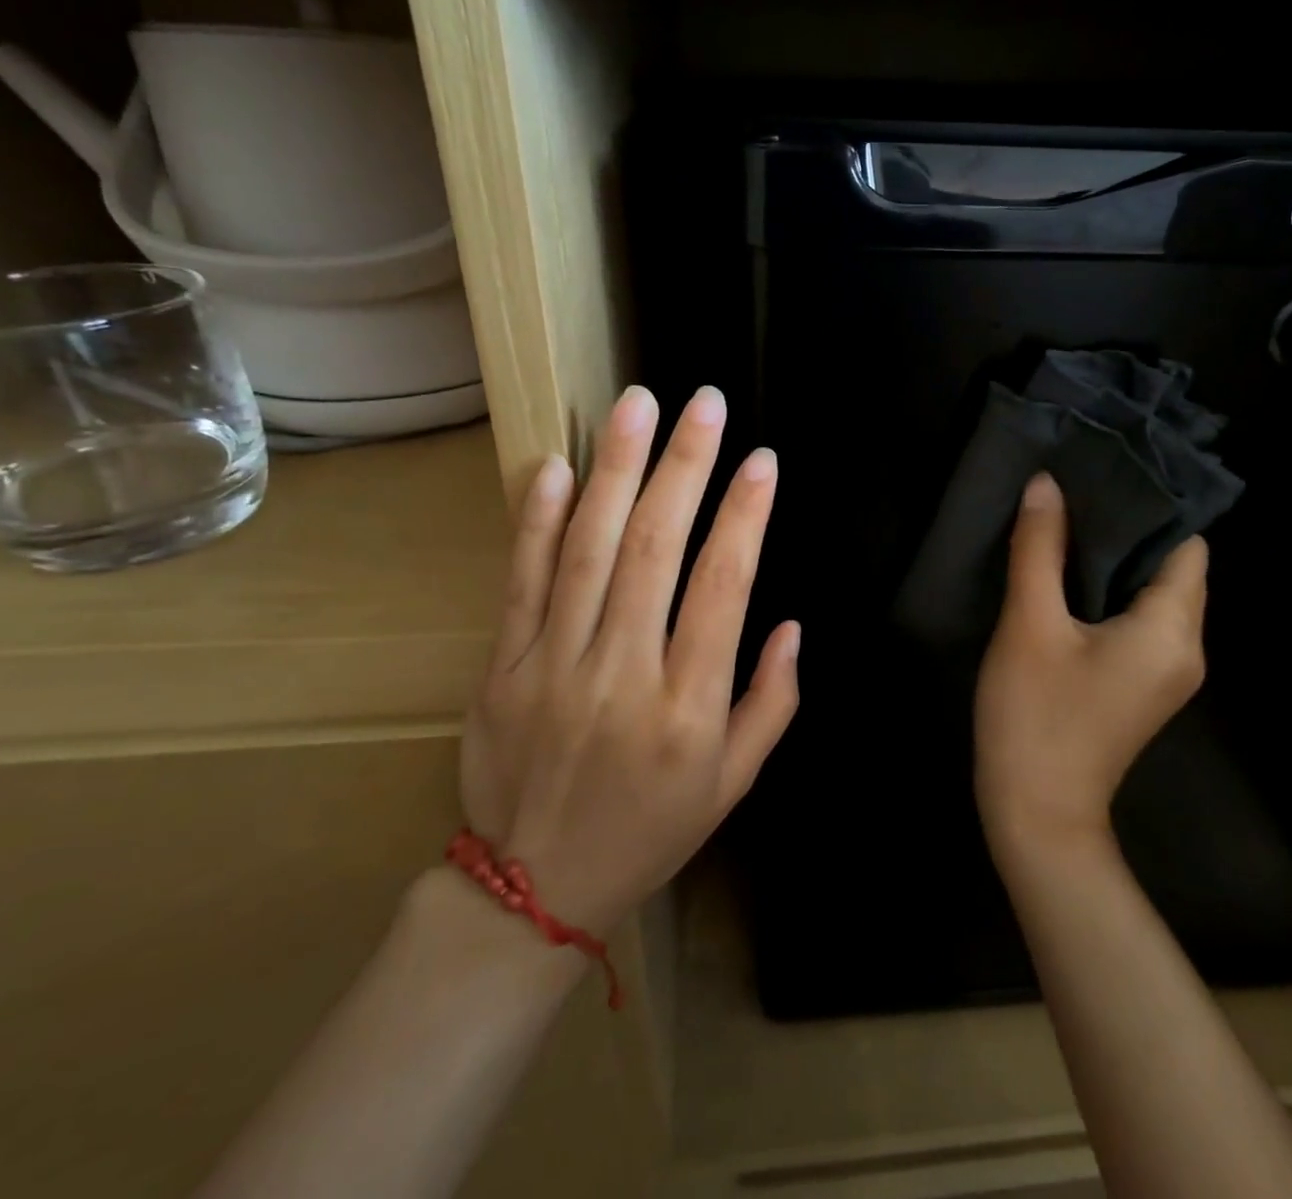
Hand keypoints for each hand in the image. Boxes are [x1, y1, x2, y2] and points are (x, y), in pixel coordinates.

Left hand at [460, 384, 800, 933]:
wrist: (535, 889)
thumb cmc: (652, 829)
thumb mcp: (734, 783)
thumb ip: (772, 702)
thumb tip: (791, 625)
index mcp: (689, 708)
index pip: (723, 589)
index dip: (744, 516)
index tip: (761, 460)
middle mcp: (622, 676)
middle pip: (654, 550)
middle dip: (685, 467)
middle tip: (704, 403)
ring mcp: (553, 667)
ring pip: (586, 550)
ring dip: (616, 470)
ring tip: (636, 406)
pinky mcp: (500, 668)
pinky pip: (520, 582)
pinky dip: (536, 519)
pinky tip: (554, 465)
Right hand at [975, 472, 1208, 850]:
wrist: (1035, 814)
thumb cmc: (1034, 716)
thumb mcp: (1030, 625)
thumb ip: (1039, 549)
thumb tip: (1046, 485)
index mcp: (1172, 630)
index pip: (1185, 545)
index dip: (1150, 505)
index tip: (1105, 470)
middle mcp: (1185, 648)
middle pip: (1172, 567)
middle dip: (1129, 526)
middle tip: (1077, 486)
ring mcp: (1166, 671)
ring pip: (1152, 592)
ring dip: (1115, 558)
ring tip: (1068, 518)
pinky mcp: (1140, 684)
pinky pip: (1137, 619)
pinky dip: (1109, 590)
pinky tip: (1066, 571)